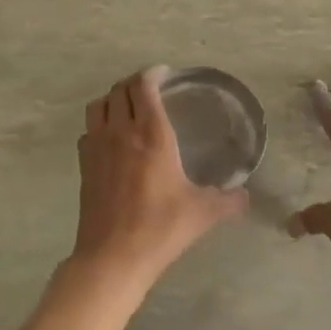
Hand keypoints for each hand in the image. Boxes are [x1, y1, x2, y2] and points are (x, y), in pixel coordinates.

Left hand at [73, 66, 249, 291]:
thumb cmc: (161, 227)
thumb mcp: (203, 213)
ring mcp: (97, 147)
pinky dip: (99, 124)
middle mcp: (121, 131)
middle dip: (134, 83)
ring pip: (98, 105)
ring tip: (127, 107)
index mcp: (152, 134)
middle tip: (149, 89)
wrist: (113, 256)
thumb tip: (246, 196)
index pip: (144, 86)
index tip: (164, 74)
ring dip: (112, 99)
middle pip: (119, 90)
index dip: (153, 74)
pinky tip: (111, 139)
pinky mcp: (84, 165)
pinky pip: (88, 130)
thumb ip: (228, 201)